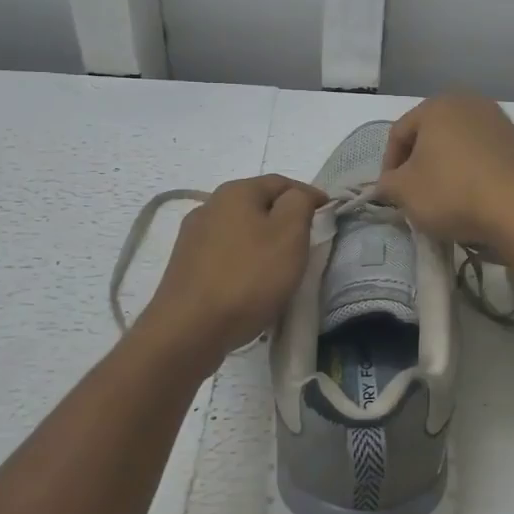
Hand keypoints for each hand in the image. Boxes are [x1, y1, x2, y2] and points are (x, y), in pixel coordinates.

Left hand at [139, 175, 325, 359]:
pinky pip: (225, 256)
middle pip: (258, 206)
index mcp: (235, 192)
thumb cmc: (248, 277)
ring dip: (262, 243)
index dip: (309, 196)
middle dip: (284, 220)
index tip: (329, 216)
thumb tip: (298, 196)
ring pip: (240, 232)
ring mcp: (192, 237)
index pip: (282, 182)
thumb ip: (300, 203)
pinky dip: (243, 263)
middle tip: (307, 244)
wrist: (189, 330)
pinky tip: (251, 285)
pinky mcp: (184, 267)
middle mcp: (209, 206)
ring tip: (280, 268)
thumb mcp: (289, 234)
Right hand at [377, 93, 513, 248]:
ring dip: (449, 167)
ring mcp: (501, 122)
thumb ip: (388, 184)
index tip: (390, 193)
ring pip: (461, 145)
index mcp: (438, 105)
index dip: (388, 164)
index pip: (399, 132)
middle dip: (420, 163)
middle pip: (432, 135)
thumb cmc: (453, 192)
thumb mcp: (405, 192)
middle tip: (415, 194)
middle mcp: (471, 103)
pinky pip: (487, 157)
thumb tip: (388, 184)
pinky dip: (475, 173)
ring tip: (446, 199)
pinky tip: (476, 199)